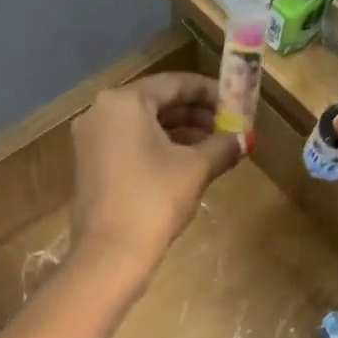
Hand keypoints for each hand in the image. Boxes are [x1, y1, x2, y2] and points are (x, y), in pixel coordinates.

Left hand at [68, 72, 240, 285]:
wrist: (110, 253)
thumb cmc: (154, 199)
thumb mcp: (195, 168)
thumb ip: (223, 146)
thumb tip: (246, 138)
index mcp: (124, 101)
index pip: (175, 83)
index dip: (211, 92)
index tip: (237, 102)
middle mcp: (101, 112)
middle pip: (157, 102)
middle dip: (196, 114)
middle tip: (228, 126)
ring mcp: (91, 140)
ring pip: (143, 125)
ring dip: (180, 132)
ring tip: (215, 146)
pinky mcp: (91, 165)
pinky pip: (130, 144)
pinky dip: (158, 148)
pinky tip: (187, 163)